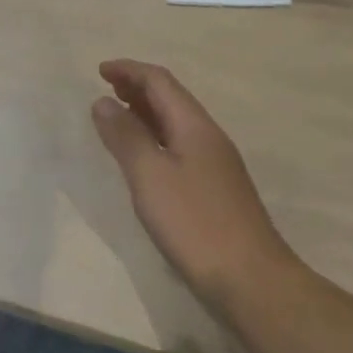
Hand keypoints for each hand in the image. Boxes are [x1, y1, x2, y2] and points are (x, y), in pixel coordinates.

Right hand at [91, 59, 297, 312]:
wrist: (253, 281)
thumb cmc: (196, 224)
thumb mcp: (151, 177)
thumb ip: (126, 137)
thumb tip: (103, 101)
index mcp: (194, 124)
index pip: (160, 81)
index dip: (129, 70)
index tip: (100, 70)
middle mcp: (208, 136)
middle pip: (171, 98)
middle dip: (138, 87)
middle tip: (107, 88)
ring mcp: (216, 163)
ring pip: (176, 123)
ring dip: (147, 112)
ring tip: (119, 116)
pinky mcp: (216, 190)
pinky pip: (180, 145)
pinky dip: (157, 137)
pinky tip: (146, 158)